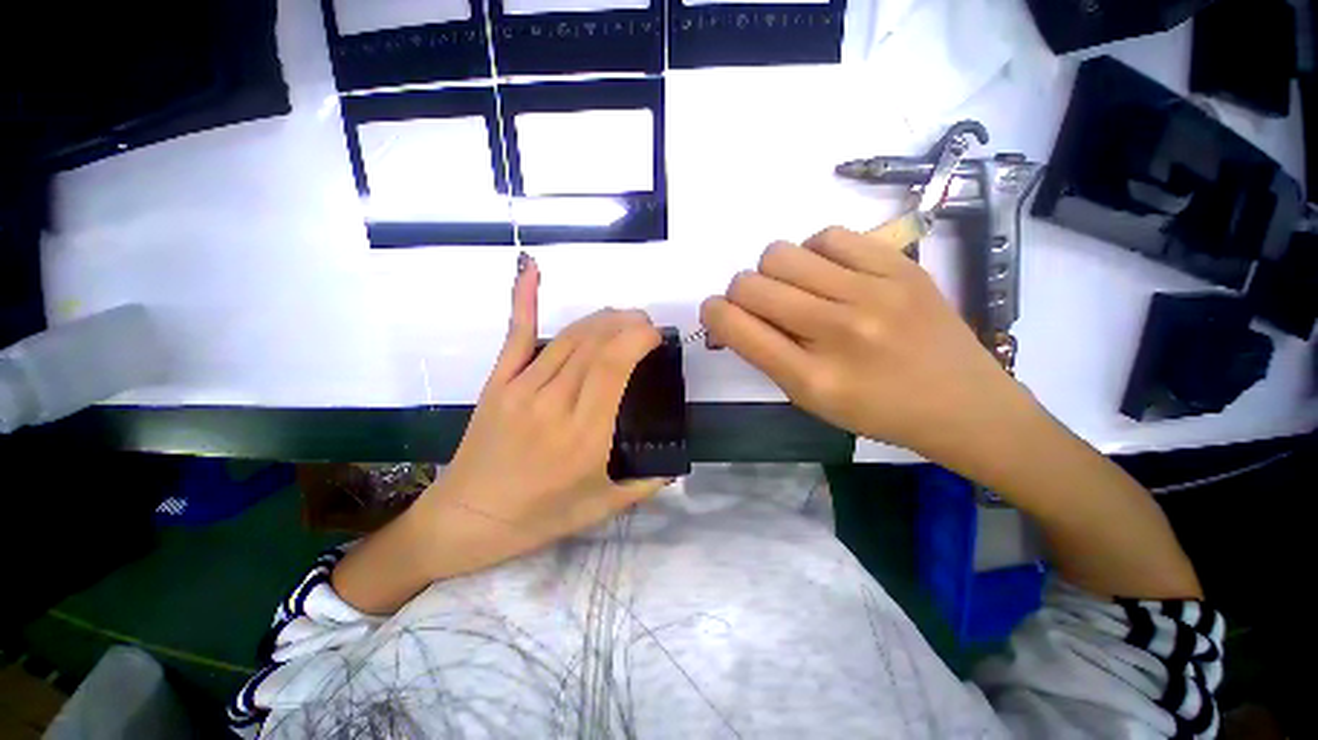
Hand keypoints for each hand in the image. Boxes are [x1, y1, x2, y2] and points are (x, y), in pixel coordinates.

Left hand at [416, 254, 666, 576]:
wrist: (466, 520)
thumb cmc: (537, 517)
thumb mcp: (601, 508)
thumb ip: (645, 485)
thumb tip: (676, 466)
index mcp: (584, 434)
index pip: (614, 364)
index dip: (638, 337)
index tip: (656, 335)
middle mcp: (554, 402)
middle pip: (595, 342)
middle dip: (627, 322)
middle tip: (645, 324)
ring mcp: (521, 387)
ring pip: (568, 336)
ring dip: (600, 318)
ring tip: (621, 317)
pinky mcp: (498, 382)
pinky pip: (515, 334)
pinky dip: (524, 297)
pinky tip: (531, 267)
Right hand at [701, 226, 1040, 468]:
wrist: (964, 403)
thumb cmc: (876, 411)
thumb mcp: (810, 399)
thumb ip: (765, 355)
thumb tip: (731, 315)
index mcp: (811, 378)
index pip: (736, 326)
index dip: (712, 313)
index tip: (716, 312)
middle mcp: (838, 331)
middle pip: (751, 283)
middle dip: (740, 293)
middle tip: (760, 305)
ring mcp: (874, 293)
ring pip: (781, 253)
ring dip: (774, 272)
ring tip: (797, 289)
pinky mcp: (900, 266)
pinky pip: (828, 236)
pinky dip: (814, 253)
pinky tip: (828, 273)